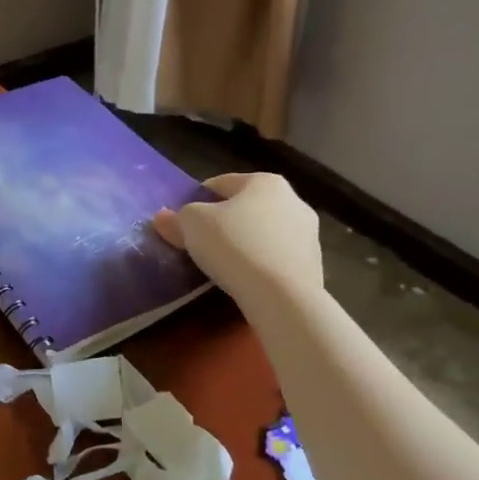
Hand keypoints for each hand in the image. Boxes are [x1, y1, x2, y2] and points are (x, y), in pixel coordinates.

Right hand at [154, 173, 321, 301]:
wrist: (283, 298)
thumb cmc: (234, 246)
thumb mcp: (192, 225)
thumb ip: (177, 218)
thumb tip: (163, 218)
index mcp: (265, 181)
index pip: (220, 184)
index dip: (196, 200)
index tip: (184, 222)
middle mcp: (293, 200)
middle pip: (245, 207)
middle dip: (224, 222)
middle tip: (201, 243)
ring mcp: (309, 234)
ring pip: (264, 233)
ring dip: (245, 243)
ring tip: (223, 266)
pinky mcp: (315, 265)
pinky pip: (277, 258)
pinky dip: (262, 264)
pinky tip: (246, 280)